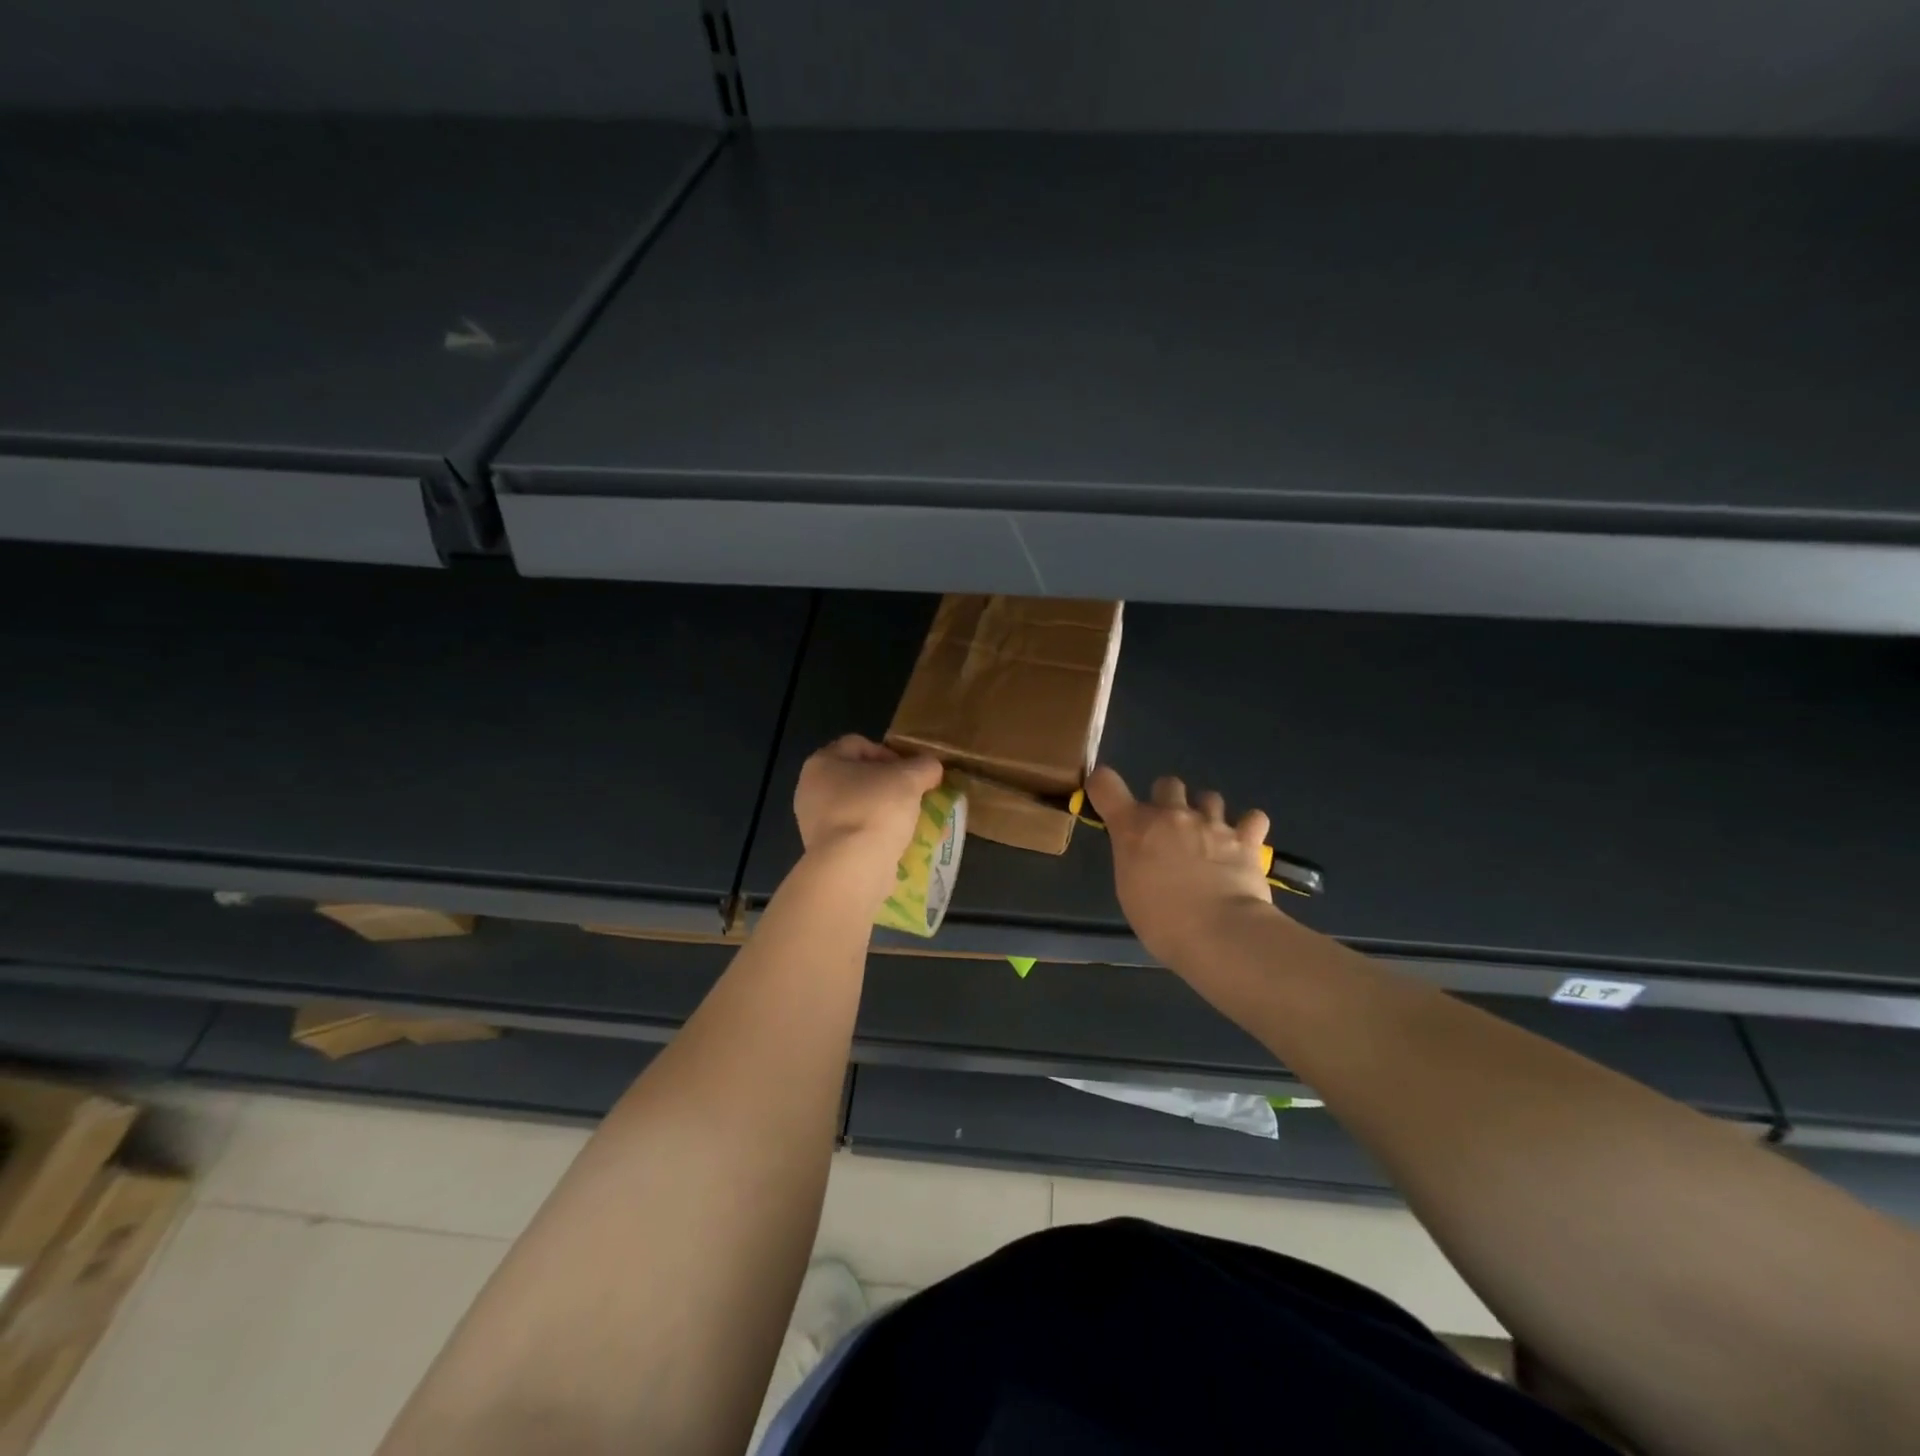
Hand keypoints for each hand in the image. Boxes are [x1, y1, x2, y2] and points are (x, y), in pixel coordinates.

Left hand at [794, 735, 943, 896]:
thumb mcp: (910, 778)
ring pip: (862, 809)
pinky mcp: (827, 853)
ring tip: (917, 823)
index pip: (860, 745)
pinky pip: (859, 835)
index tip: (912, 771)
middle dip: (893, 787)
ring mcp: (816, 824)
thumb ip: (924, 766)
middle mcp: (812, 791)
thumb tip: (931, 768)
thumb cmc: (875, 809)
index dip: (890, 753)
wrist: (853, 868)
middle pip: (861, 779)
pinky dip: (881, 837)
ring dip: (890, 814)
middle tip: (917, 796)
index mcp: (822, 763)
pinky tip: (905, 845)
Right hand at [1085, 765, 1278, 968]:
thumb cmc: (1161, 921)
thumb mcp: (1130, 889)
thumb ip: (1134, 858)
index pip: (1105, 784)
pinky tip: (1244, 843)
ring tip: (1209, 838)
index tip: (1107, 798)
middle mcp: (1172, 815)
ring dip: (1206, 812)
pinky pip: (1252, 818)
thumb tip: (1145, 853)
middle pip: (1167, 783)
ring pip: (1209, 797)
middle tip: (1169, 830)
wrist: (1219, 932)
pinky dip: (1248, 827)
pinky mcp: (1245, 839)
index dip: (1102, 785)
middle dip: (1167, 801)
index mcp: (1135, 828)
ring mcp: (1212, 823)